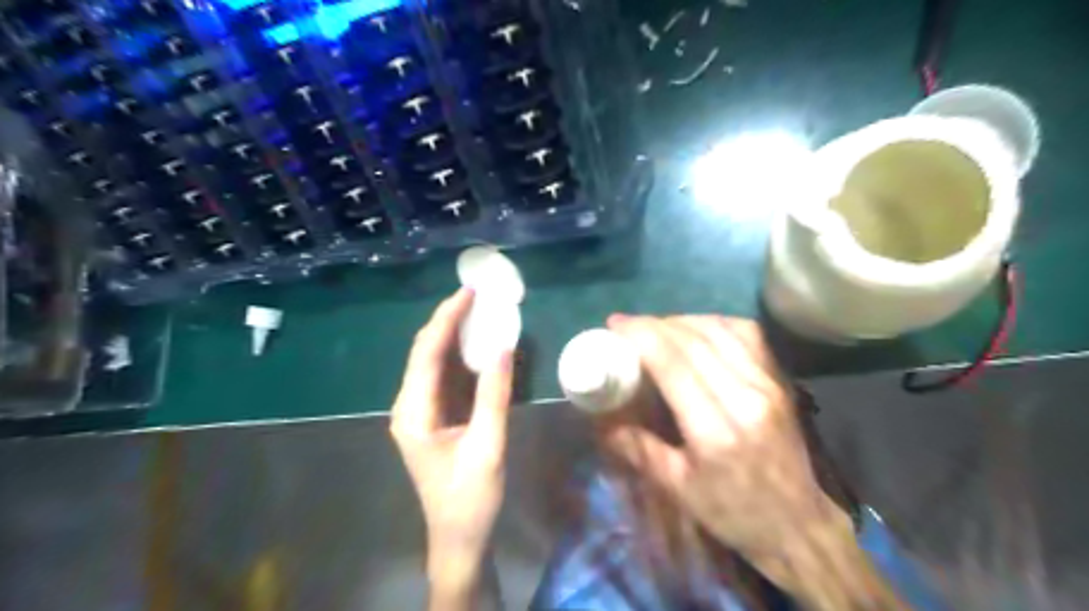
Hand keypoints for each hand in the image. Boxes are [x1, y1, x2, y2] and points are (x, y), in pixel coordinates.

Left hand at [389, 290, 513, 600]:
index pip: (427, 352)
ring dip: (454, 336)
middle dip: (448, 321)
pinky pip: (444, 377)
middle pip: (425, 352)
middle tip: (477, 296)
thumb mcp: (487, 444)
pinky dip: (460, 357)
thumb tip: (504, 346)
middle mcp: (409, 406)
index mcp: (414, 411)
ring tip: (479, 311)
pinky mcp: (434, 417)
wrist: (460, 537)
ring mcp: (420, 412)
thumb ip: (494, 394)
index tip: (469, 292)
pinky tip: (478, 346)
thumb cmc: (471, 497)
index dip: (447, 319)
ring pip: (433, 362)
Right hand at [604, 317, 835, 559]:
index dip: (641, 336)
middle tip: (627, 325)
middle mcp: (745, 397)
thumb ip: (637, 446)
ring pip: (720, 329)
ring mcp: (768, 384)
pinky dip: (715, 323)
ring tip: (656, 327)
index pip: (673, 364)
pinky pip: (746, 333)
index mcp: (715, 430)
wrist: (798, 523)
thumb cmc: (732, 511)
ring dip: (682, 320)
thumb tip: (601, 415)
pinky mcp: (780, 379)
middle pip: (694, 340)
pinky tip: (697, 330)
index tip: (615, 325)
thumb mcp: (676, 487)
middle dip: (654, 324)